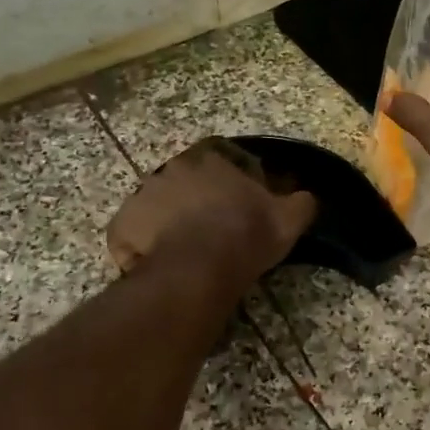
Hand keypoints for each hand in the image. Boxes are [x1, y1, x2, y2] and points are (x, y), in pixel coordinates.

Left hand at [107, 137, 316, 287]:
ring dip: (170, 221)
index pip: (224, 159)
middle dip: (198, 200)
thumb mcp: (288, 219)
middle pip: (188, 181)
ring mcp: (142, 195)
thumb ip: (301, 202)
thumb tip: (307, 196)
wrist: (198, 270)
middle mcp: (172, 168)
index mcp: (210, 159)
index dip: (235, 182)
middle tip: (212, 230)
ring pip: (159, 206)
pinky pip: (133, 234)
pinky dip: (143, 246)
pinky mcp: (122, 225)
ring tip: (185, 252)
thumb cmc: (245, 236)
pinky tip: (161, 265)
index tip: (242, 207)